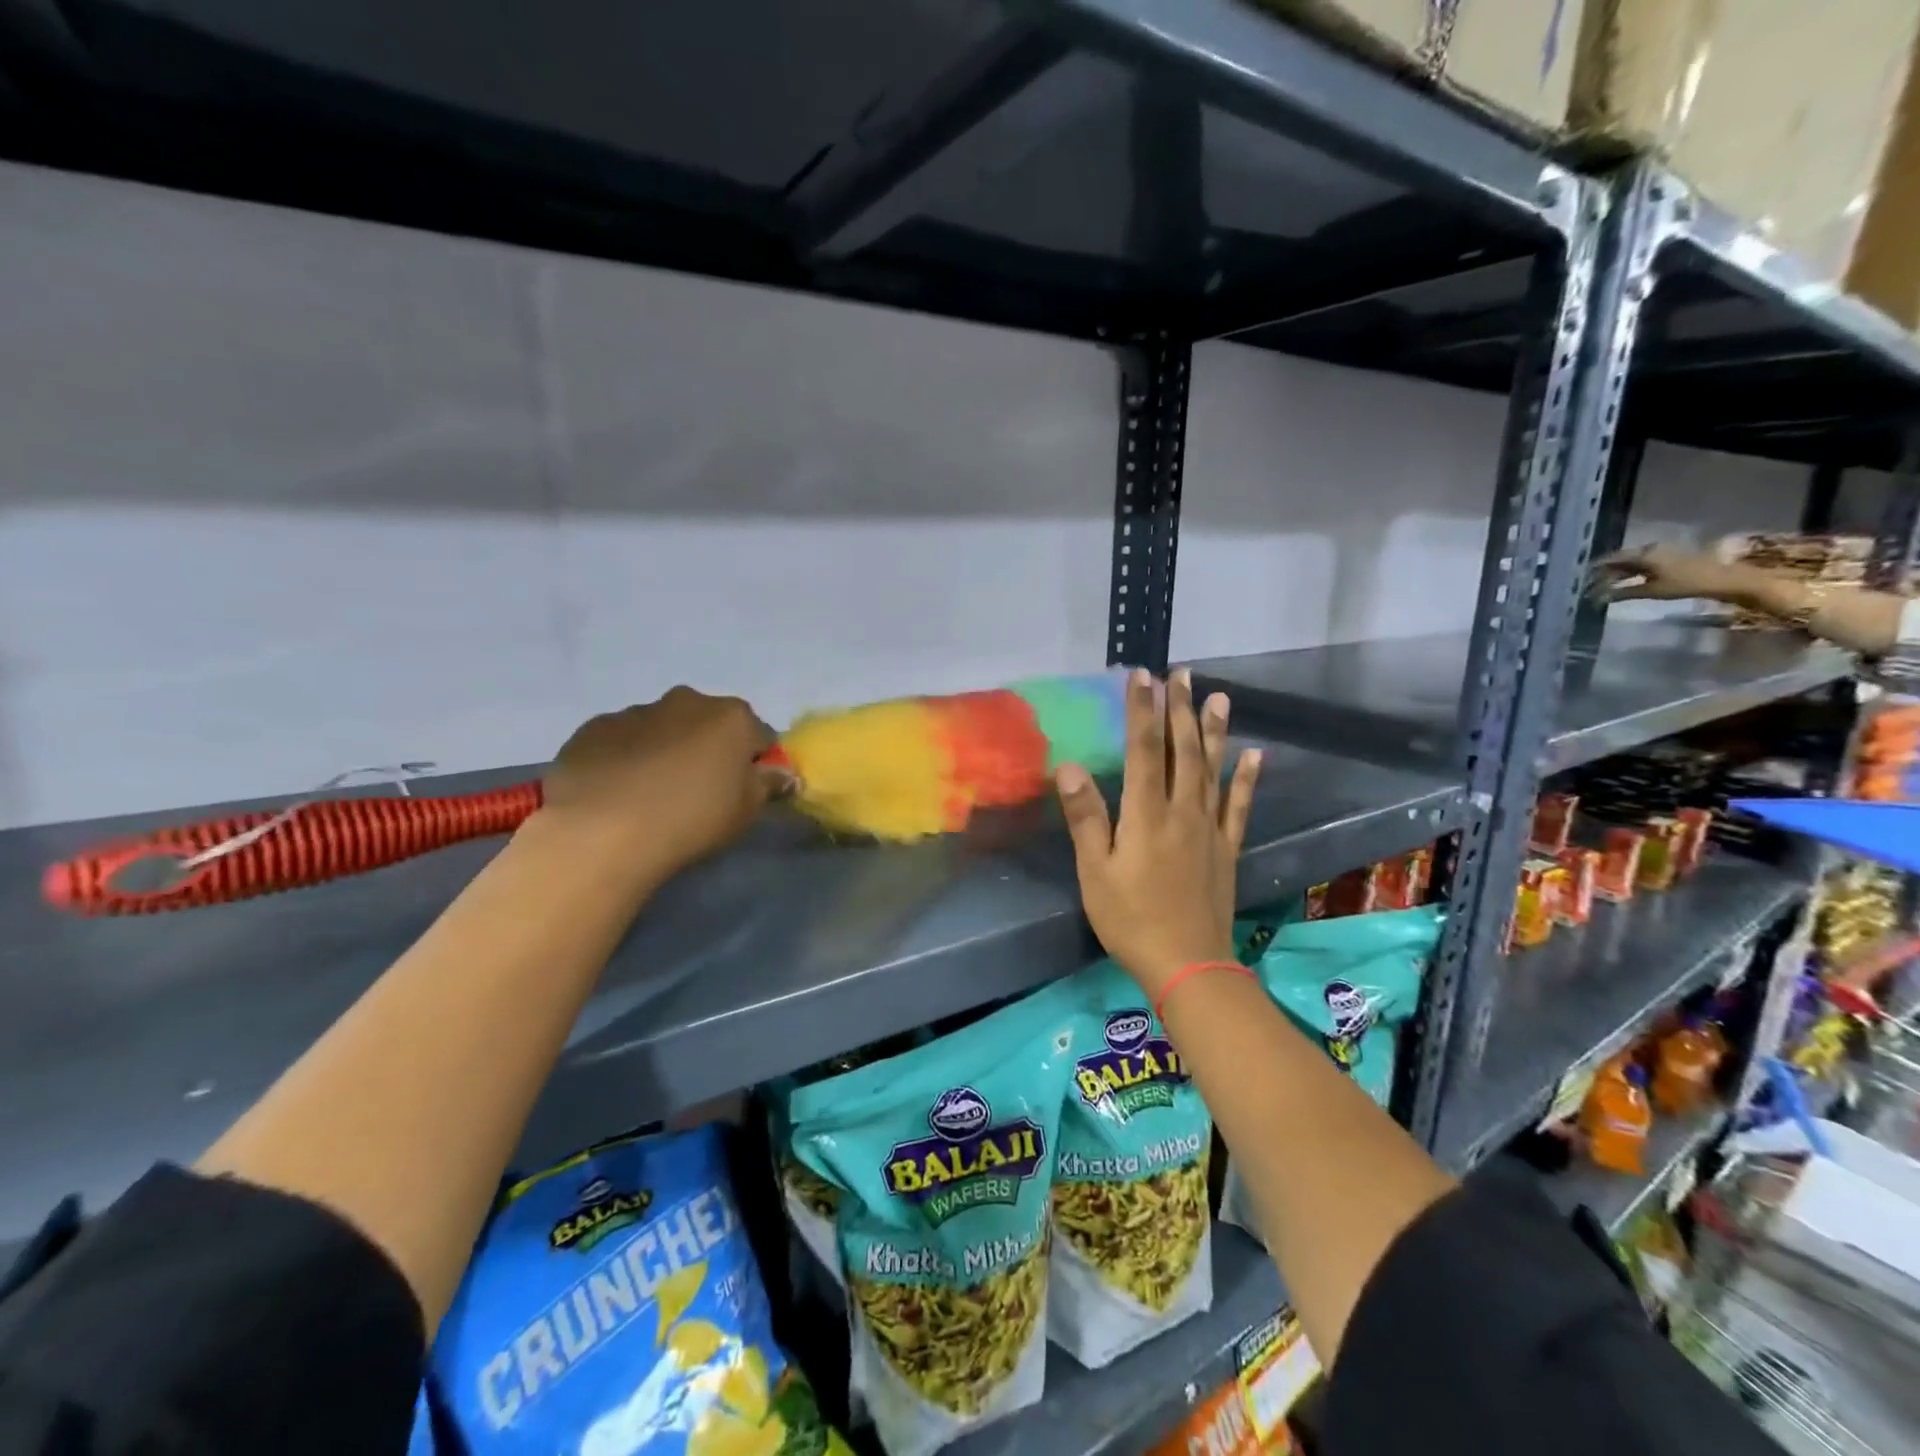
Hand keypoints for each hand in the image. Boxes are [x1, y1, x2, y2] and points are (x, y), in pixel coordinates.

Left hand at [536, 687, 783, 885]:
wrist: (602, 830)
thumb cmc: (692, 818)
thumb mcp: (746, 811)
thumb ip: (768, 784)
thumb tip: (781, 773)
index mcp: (732, 716)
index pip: (760, 736)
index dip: (754, 764)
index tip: (742, 792)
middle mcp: (687, 701)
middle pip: (709, 724)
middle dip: (708, 750)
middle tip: (698, 792)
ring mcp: (636, 711)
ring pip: (663, 729)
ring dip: (666, 751)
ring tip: (652, 796)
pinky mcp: (593, 728)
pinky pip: (622, 740)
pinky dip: (626, 758)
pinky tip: (618, 792)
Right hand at [1056, 668, 1261, 997]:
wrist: (1188, 964)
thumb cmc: (1131, 919)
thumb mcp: (1096, 872)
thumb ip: (1086, 818)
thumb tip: (1070, 767)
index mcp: (1147, 815)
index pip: (1144, 750)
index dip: (1142, 710)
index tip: (1142, 676)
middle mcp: (1182, 811)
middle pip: (1184, 751)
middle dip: (1181, 709)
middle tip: (1183, 673)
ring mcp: (1210, 829)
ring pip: (1213, 770)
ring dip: (1214, 732)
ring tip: (1220, 697)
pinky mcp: (1226, 848)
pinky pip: (1238, 806)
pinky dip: (1246, 779)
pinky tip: (1254, 755)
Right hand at [1590, 543, 1737, 602]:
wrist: (1723, 579)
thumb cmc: (1685, 584)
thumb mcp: (1651, 590)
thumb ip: (1623, 593)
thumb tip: (1599, 598)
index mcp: (1643, 554)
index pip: (1611, 560)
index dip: (1595, 569)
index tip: (1582, 577)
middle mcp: (1650, 549)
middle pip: (1620, 559)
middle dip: (1605, 571)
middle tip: (1591, 584)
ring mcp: (1661, 552)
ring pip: (1631, 561)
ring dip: (1618, 572)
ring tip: (1606, 584)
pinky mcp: (1669, 558)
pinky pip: (1642, 563)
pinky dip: (1631, 572)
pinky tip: (1626, 581)